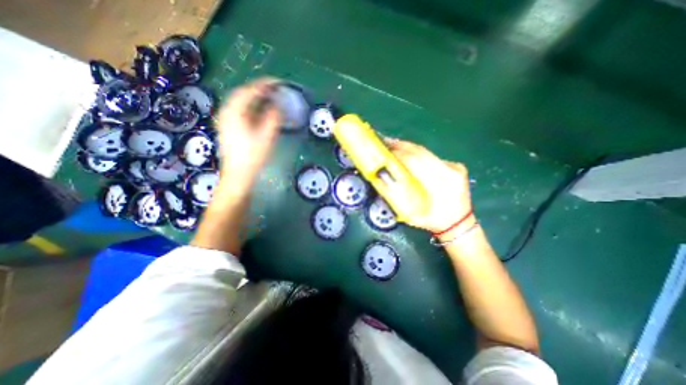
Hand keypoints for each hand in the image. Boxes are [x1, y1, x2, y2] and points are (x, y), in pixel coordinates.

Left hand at [217, 78, 281, 193]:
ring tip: (268, 97)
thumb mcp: (266, 137)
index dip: (264, 84)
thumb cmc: (252, 156)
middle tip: (274, 89)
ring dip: (254, 97)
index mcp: (235, 112)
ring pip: (239, 101)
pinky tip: (258, 110)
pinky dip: (249, 106)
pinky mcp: (227, 126)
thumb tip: (277, 106)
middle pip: (242, 93)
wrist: (238, 174)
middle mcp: (226, 112)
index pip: (250, 91)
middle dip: (258, 89)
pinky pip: (238, 109)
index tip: (278, 82)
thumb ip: (272, 118)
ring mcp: (225, 119)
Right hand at [383, 138, 475, 233]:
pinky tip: (408, 153)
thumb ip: (398, 197)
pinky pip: (432, 156)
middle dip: (401, 146)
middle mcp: (450, 171)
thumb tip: (382, 179)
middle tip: (386, 142)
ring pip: (427, 152)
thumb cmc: (433, 222)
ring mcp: (455, 167)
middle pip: (421, 152)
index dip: (399, 154)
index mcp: (441, 184)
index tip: (385, 151)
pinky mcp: (456, 166)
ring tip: (394, 145)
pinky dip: (418, 154)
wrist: (459, 225)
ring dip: (408, 148)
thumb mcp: (413, 215)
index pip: (416, 161)